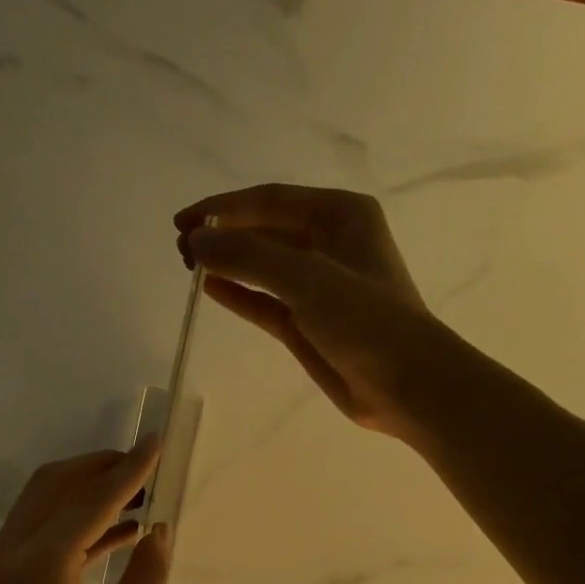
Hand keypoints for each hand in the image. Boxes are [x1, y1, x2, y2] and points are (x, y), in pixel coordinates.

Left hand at [0, 438, 172, 583]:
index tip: (157, 442)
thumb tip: (160, 528)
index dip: (129, 471)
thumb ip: (146, 574)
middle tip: (145, 464)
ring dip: (85, 493)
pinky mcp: (0, 583)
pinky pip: (38, 534)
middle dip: (99, 469)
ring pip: (41, 505)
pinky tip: (118, 530)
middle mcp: (8, 555)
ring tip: (138, 492)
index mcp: (39, 567)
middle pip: (53, 487)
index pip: (90, 501)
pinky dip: (74, 524)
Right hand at [175, 183, 440, 438]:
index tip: (183, 223)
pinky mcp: (306, 322)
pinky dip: (239, 293)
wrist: (404, 383)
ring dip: (227, 263)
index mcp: (339, 215)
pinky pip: (264, 300)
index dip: (223, 208)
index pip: (270, 200)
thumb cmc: (365, 320)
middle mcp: (328, 242)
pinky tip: (210, 289)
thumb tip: (197, 242)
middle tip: (180, 249)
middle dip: (222, 235)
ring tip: (187, 266)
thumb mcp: (306, 279)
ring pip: (262, 265)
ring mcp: (317, 284)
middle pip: (263, 229)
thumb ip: (248, 257)